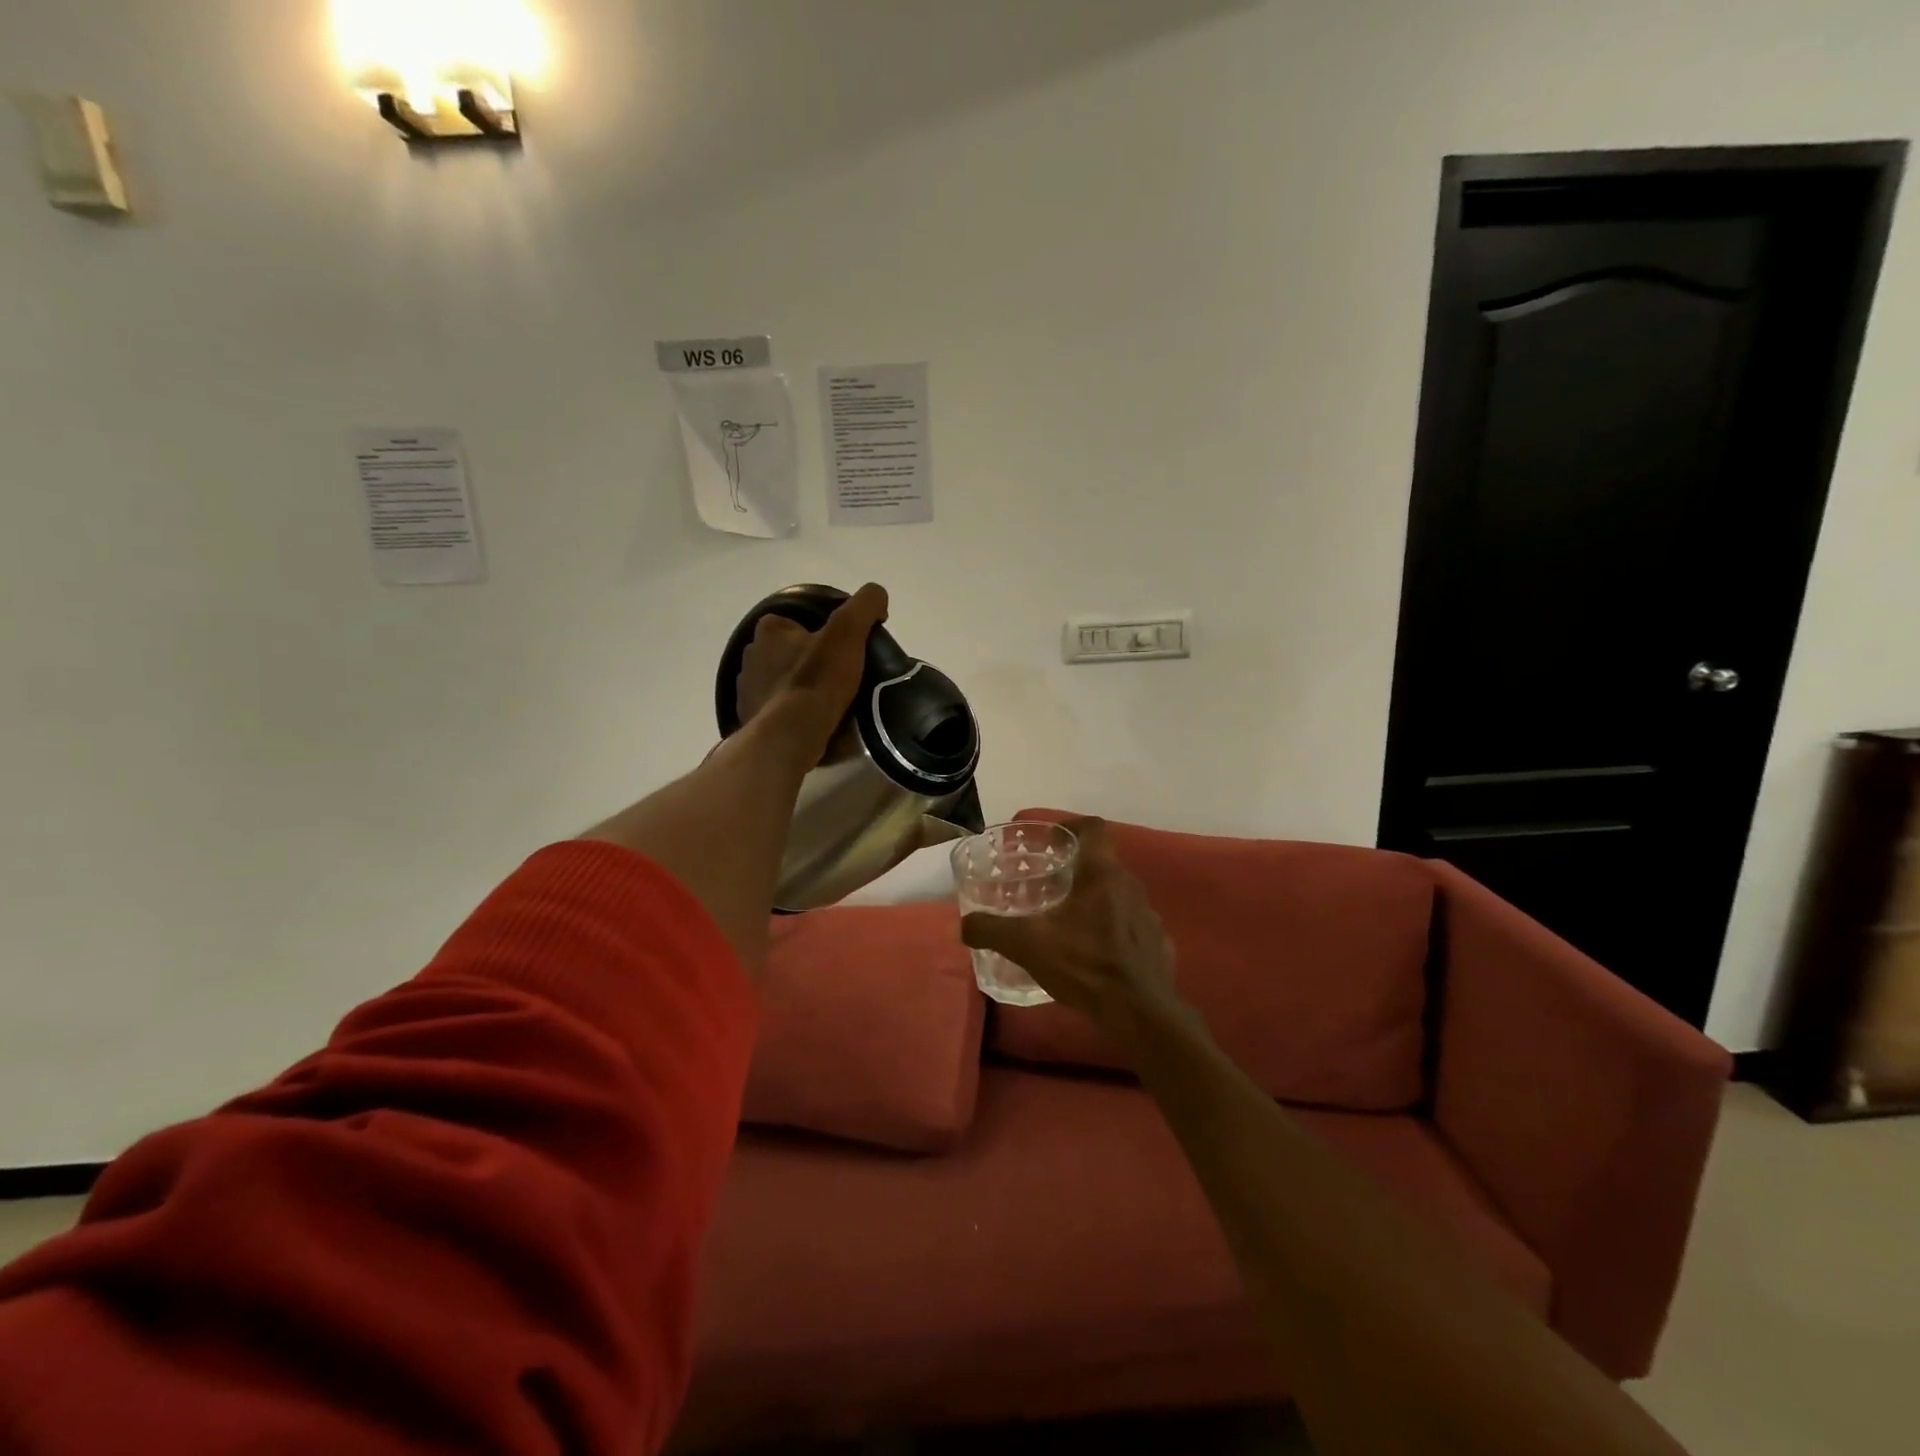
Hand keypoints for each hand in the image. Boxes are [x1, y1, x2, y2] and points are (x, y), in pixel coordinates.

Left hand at [735, 584, 886, 769]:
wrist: (793, 733)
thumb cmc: (819, 678)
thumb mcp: (849, 631)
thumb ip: (865, 605)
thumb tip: (876, 596)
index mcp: (768, 630)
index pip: (795, 623)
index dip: (819, 634)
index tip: (841, 651)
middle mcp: (750, 654)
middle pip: (785, 652)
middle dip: (806, 661)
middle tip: (836, 677)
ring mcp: (746, 688)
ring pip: (777, 681)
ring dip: (795, 687)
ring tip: (824, 702)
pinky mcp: (748, 717)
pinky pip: (772, 708)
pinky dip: (787, 712)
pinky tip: (808, 721)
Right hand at [959, 819, 1182, 1041]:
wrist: (1140, 1013)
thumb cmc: (1085, 964)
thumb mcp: (1028, 945)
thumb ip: (992, 930)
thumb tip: (961, 926)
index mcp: (1102, 874)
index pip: (1094, 828)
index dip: (1072, 826)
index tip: (1051, 841)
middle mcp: (1131, 886)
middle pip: (1103, 864)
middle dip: (1076, 871)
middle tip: (1048, 886)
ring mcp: (1149, 916)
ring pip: (1118, 896)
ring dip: (1095, 903)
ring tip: (1068, 923)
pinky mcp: (1158, 945)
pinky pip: (1132, 927)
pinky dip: (1113, 932)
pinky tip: (1094, 955)